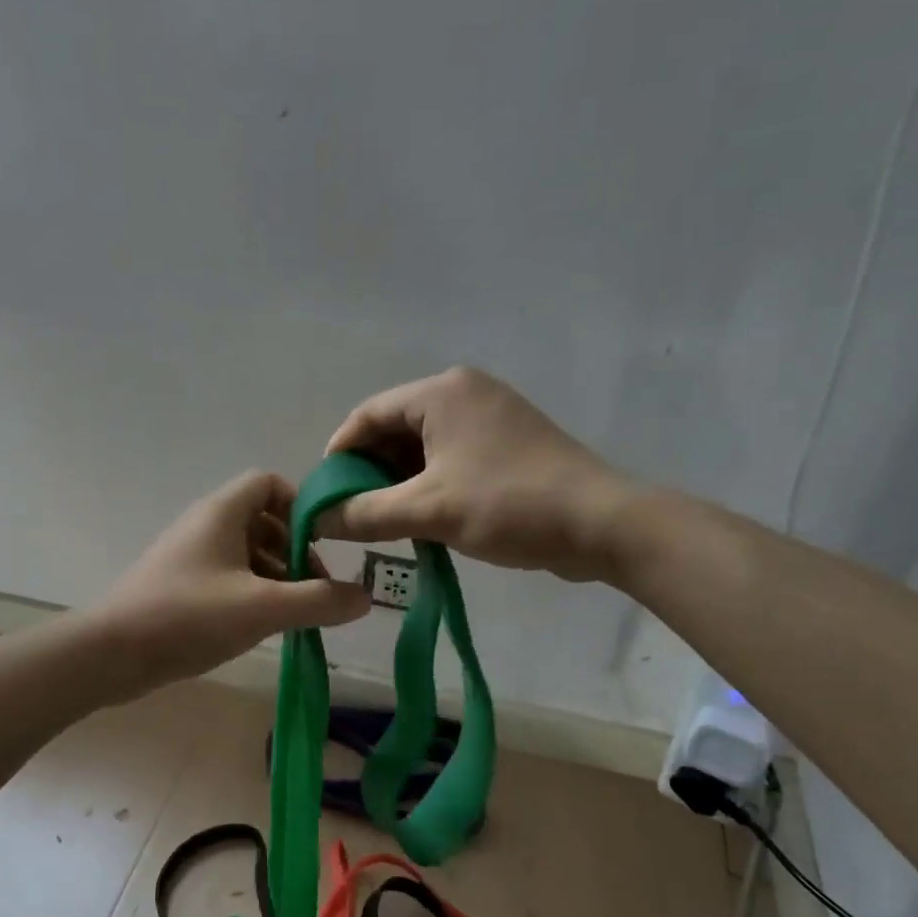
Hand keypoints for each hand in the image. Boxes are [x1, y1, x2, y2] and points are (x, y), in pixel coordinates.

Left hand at [94, 470, 370, 695]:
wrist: (111, 653)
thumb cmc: (189, 616)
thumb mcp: (264, 608)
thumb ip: (319, 601)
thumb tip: (365, 597)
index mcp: (223, 512)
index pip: (270, 484)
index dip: (300, 506)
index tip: (321, 543)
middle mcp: (205, 525)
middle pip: (263, 521)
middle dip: (294, 551)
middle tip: (314, 589)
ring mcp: (190, 556)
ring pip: (246, 553)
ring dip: (275, 577)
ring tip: (294, 615)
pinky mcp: (180, 586)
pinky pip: (227, 577)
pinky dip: (251, 593)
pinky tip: (261, 627)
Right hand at [321, 367, 632, 582]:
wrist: (601, 524)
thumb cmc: (508, 505)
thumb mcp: (428, 511)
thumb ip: (364, 513)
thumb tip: (316, 520)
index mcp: (442, 393)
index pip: (368, 415)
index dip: (339, 454)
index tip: (325, 495)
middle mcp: (465, 393)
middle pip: (395, 428)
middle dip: (370, 471)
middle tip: (353, 513)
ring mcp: (491, 417)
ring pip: (424, 446)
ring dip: (400, 481)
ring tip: (385, 521)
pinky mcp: (510, 443)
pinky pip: (452, 456)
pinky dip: (430, 482)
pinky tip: (423, 518)